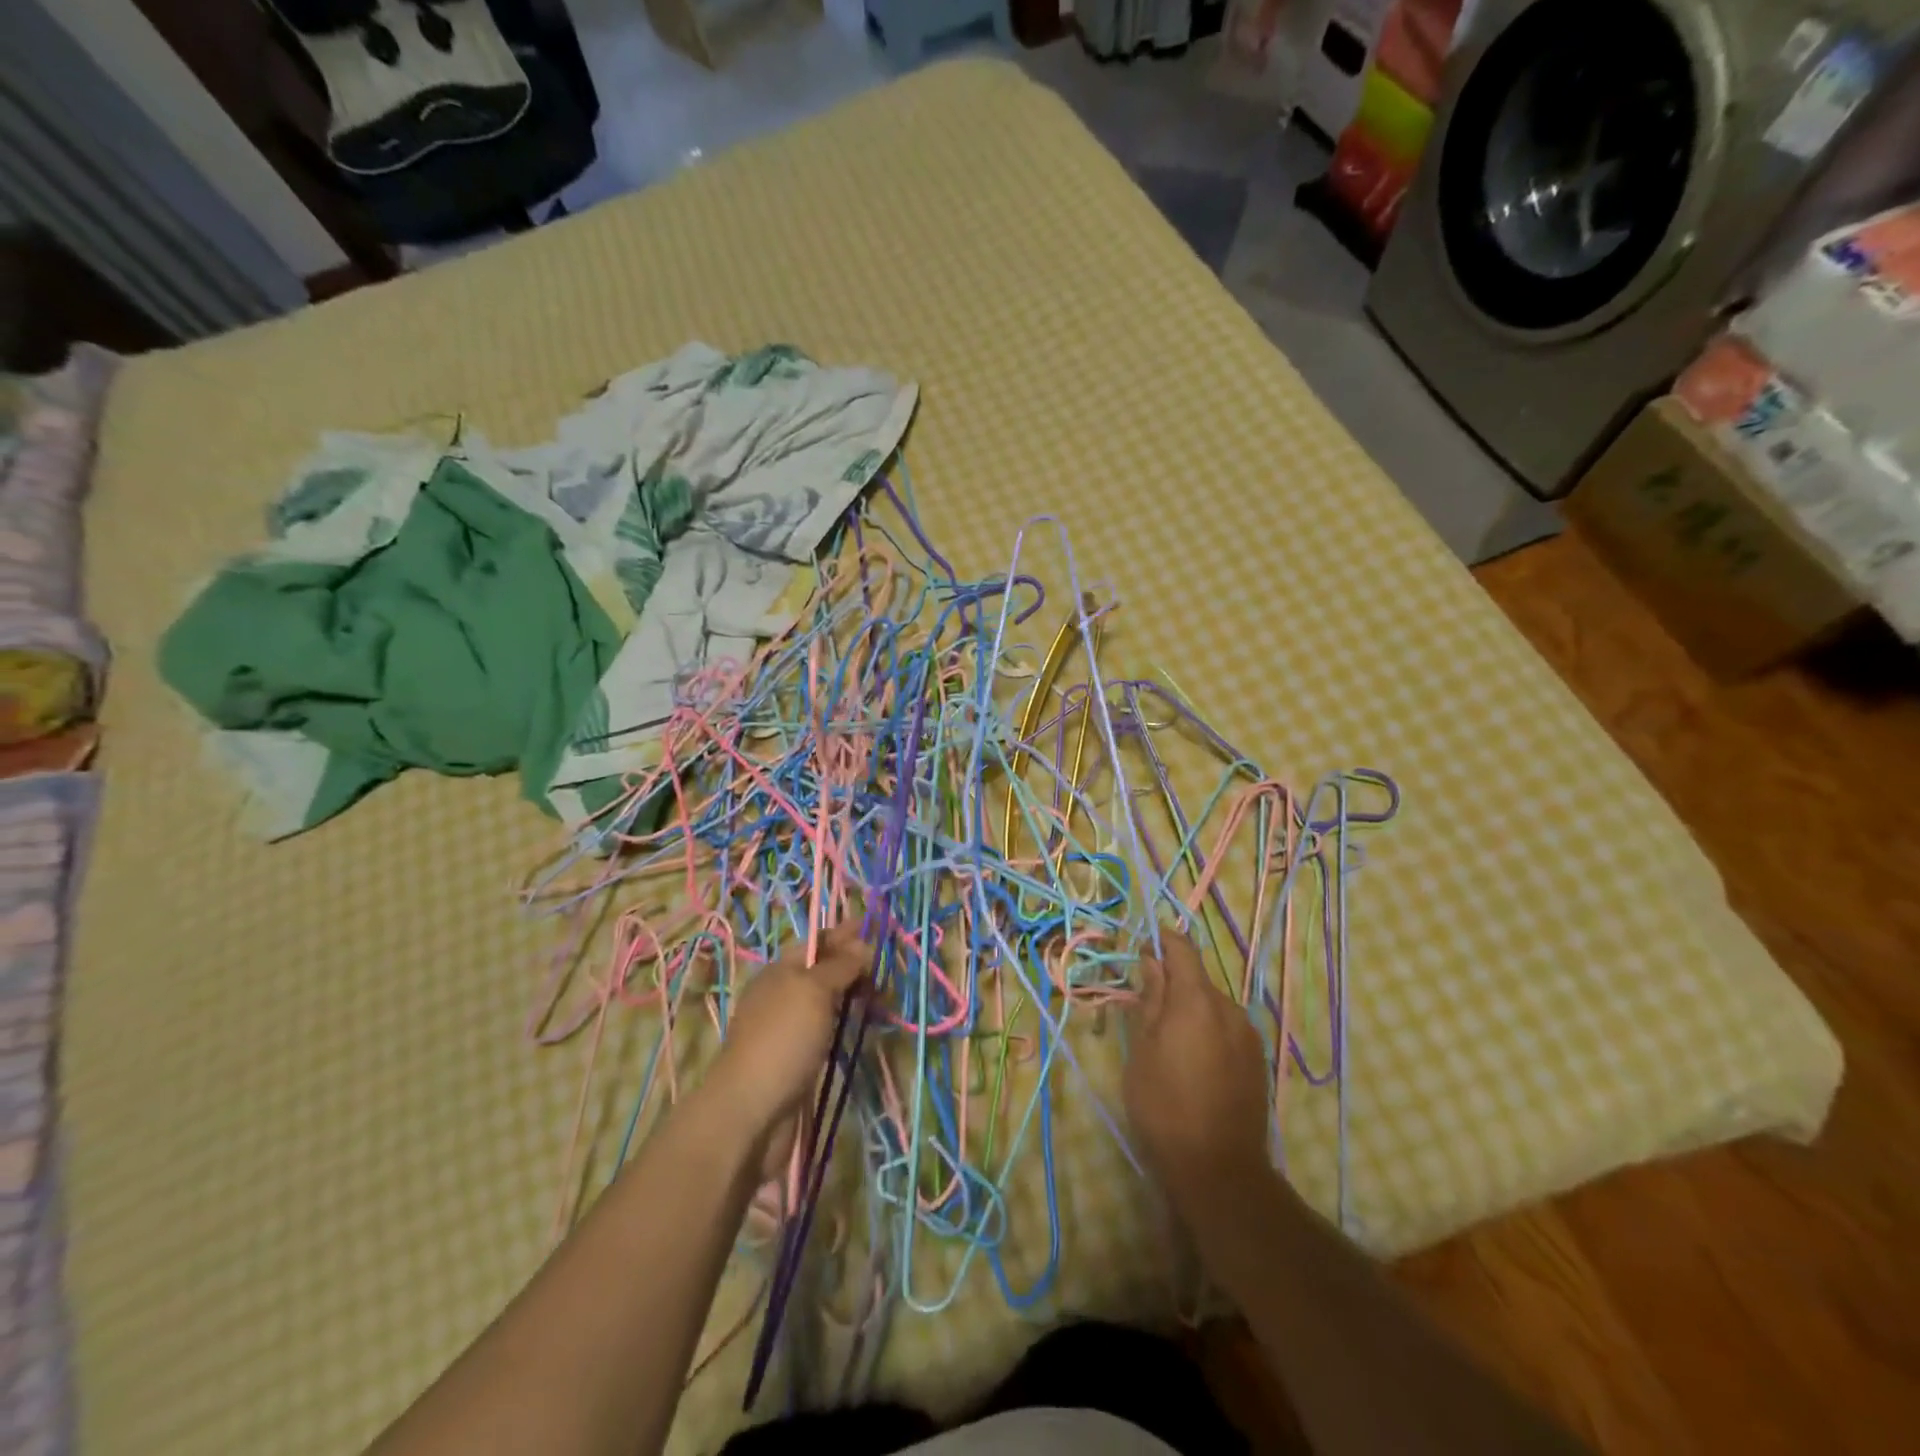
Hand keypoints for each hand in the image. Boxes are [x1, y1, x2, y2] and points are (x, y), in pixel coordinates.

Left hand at [698, 924, 872, 1178]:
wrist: (752, 1111)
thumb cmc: (783, 1039)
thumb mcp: (814, 990)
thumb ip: (840, 966)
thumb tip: (863, 946)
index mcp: (780, 970)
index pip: (817, 941)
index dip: (845, 934)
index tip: (876, 929)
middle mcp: (783, 994)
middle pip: (823, 970)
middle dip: (854, 964)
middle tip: (887, 968)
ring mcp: (790, 1028)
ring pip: (828, 1000)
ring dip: (854, 994)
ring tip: (883, 996)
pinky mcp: (799, 1058)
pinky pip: (828, 1028)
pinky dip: (847, 1022)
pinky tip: (864, 1024)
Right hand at [1123, 928, 1270, 1215]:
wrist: (1219, 1169)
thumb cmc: (1165, 1105)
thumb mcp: (1142, 1049)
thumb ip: (1150, 999)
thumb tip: (1151, 960)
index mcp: (1197, 1000)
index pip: (1183, 949)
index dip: (1162, 940)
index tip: (1142, 945)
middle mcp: (1230, 1009)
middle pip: (1198, 979)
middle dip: (1173, 982)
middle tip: (1145, 1006)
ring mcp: (1249, 1036)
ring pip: (1213, 1006)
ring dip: (1191, 1010)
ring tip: (1168, 1041)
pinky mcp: (1259, 1061)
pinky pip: (1227, 1029)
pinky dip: (1208, 1031)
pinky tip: (1193, 1062)